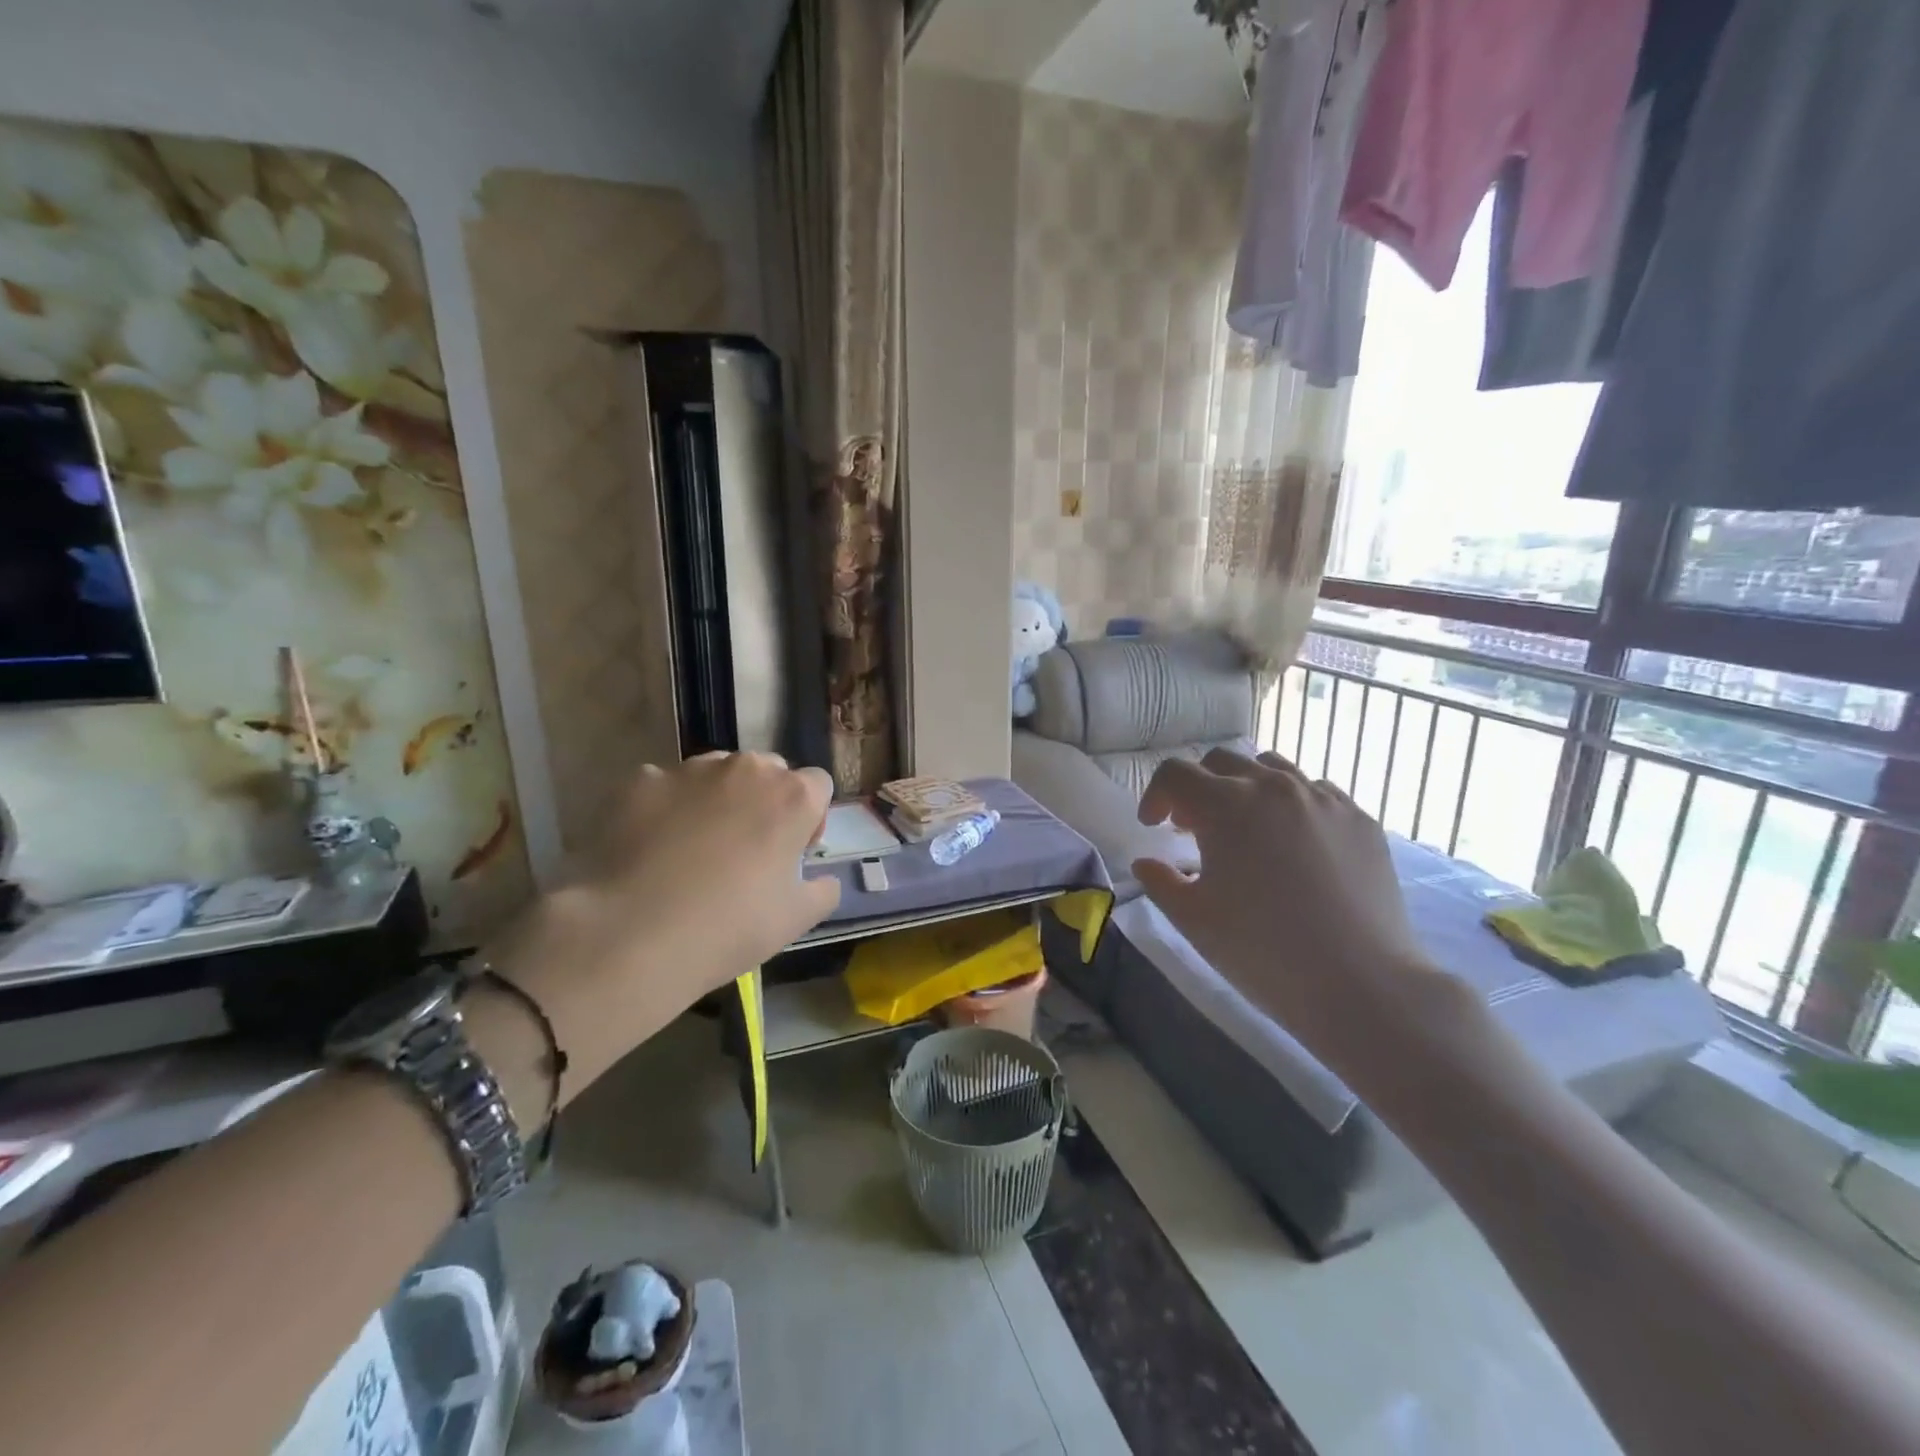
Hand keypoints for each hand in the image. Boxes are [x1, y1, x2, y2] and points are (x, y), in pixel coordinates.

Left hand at [493, 753, 839, 1091]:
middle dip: (765, 800)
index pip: (818, 785)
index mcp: (792, 797)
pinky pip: (667, 786)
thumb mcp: (796, 920)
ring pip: (717, 772)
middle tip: (747, 848)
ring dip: (719, 798)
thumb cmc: (730, 926)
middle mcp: (746, 769)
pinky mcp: (642, 781)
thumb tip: (823, 879)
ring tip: (696, 846)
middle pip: (769, 771)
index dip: (810, 817)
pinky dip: (668, 807)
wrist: (632, 934)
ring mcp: (690, 770)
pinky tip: (654, 847)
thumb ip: (823, 890)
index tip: (793, 852)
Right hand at [1132, 748, 1460, 1089]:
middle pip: (1221, 761)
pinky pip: (1316, 793)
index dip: (1156, 795)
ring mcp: (1323, 799)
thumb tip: (1146, 863)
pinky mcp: (1360, 820)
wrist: (1361, 985)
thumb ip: (1160, 881)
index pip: (1175, 773)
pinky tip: (1294, 845)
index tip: (1153, 827)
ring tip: (1245, 829)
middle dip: (1198, 787)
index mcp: (1225, 805)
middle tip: (1194, 828)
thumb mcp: (1193, 919)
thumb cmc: (1261, 951)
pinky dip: (1291, 805)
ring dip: (1245, 788)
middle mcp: (1273, 787)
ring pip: (1272, 768)